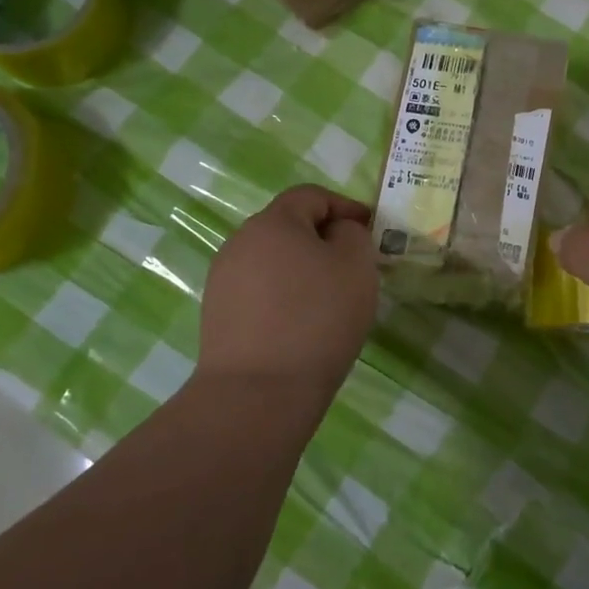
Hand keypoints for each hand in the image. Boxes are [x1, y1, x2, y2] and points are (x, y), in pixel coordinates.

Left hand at [198, 185, 377, 390]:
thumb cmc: (317, 318)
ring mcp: (223, 280)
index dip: (344, 206)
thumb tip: (336, 233)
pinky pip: (260, 291)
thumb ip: (352, 235)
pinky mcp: (217, 314)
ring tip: (329, 299)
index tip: (370, 228)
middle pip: (288, 227)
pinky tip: (302, 324)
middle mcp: (240, 242)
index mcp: (273, 222)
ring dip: (302, 269)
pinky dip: (284, 296)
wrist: (259, 392)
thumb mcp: (356, 265)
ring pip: (273, 261)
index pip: (311, 196)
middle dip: (323, 239)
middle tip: (353, 265)